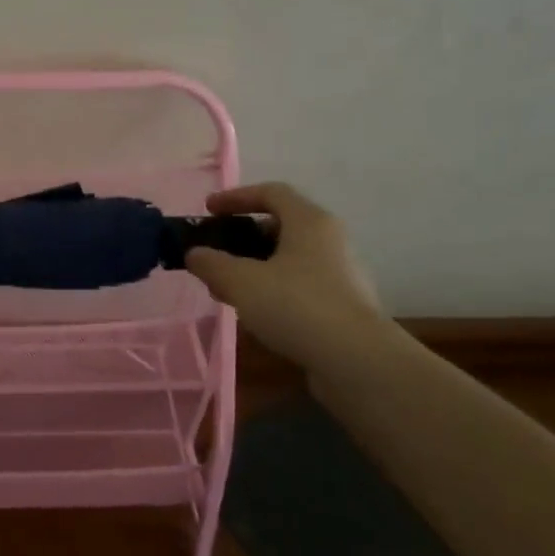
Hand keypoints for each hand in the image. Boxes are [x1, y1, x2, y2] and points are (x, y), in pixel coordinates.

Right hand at [185, 182, 390, 371]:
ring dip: (256, 268)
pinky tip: (256, 315)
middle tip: (216, 255)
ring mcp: (342, 275)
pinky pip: (301, 287)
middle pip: (280, 226)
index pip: (271, 192)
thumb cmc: (296, 305)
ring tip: (228, 290)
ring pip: (290, 260)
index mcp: (309, 221)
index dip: (236, 197)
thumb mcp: (240, 281)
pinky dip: (275, 292)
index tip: (209, 210)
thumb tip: (195, 254)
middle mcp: (330, 241)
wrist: (359, 363)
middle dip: (243, 238)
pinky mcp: (345, 308)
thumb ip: (211, 263)